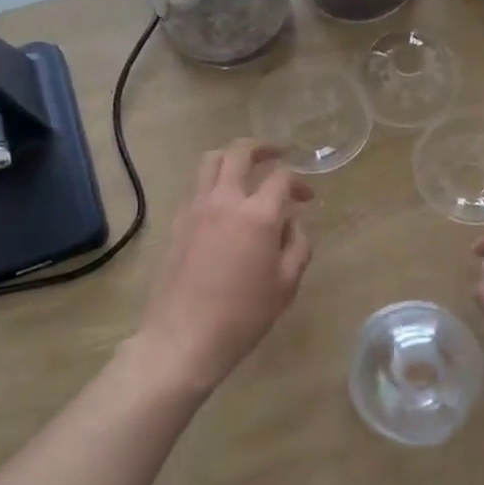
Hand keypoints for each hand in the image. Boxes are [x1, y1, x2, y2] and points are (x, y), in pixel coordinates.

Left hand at [132, 140, 313, 396]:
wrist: (184, 337)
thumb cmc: (244, 315)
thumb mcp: (286, 284)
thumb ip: (298, 245)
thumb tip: (293, 224)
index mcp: (258, 215)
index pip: (281, 177)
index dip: (298, 182)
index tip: (306, 198)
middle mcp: (225, 201)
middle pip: (240, 152)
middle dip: (262, 148)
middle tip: (276, 154)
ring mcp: (196, 208)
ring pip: (211, 162)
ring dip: (232, 158)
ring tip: (246, 170)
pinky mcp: (177, 222)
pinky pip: (197, 188)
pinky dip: (213, 185)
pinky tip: (223, 208)